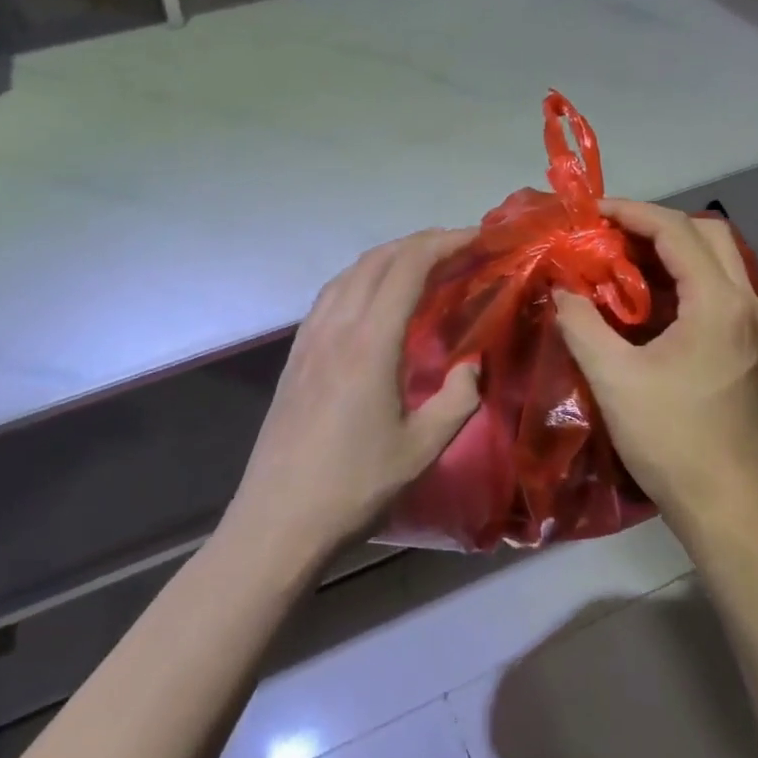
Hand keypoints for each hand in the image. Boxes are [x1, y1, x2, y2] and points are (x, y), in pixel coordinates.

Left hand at [226, 230, 481, 562]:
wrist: (278, 519)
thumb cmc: (354, 486)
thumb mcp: (421, 449)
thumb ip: (456, 399)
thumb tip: (472, 365)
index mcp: (369, 342)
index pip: (408, 268)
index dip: (444, 244)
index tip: (478, 237)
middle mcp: (336, 325)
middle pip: (378, 260)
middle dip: (421, 242)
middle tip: (459, 246)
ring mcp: (310, 337)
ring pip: (350, 272)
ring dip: (389, 256)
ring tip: (423, 264)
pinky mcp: (296, 353)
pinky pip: (332, 294)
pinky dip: (362, 277)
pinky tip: (375, 297)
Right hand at [554, 200, 757, 527]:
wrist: (726, 505)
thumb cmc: (669, 438)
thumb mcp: (613, 378)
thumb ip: (580, 323)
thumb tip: (560, 288)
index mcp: (717, 303)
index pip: (675, 231)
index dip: (631, 212)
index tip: (591, 212)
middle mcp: (745, 303)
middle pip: (708, 234)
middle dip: (657, 224)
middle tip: (611, 236)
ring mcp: (753, 326)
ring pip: (718, 260)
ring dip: (672, 250)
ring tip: (622, 262)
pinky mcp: (748, 347)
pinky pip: (718, 289)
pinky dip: (683, 278)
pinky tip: (647, 302)